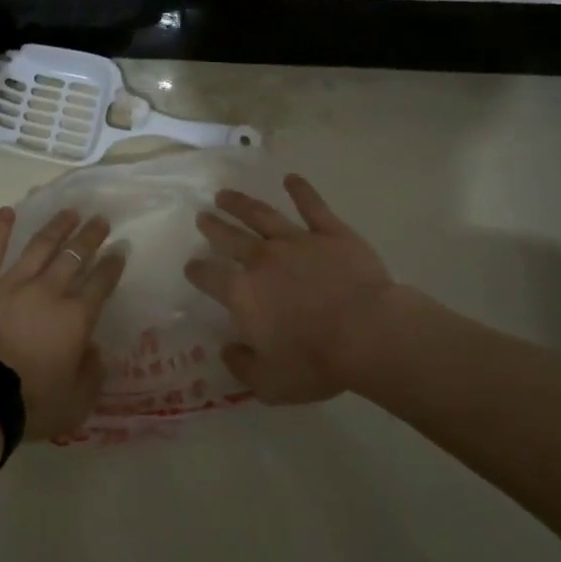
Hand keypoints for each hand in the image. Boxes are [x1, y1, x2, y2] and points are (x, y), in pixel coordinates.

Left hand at [0, 207, 126, 440]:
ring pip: (38, 247)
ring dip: (56, 227)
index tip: (120, 248)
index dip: (112, 265)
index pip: (100, 284)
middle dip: (89, 236)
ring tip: (69, 213)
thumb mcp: (77, 402)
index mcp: (74, 318)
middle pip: (73, 257)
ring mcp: (10, 284)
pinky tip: (6, 212)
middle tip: (100, 219)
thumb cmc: (30, 404)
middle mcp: (47, 291)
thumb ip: (92, 374)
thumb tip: (95, 349)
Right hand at [186, 174, 396, 403]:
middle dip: (213, 226)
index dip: (197, 271)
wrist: (368, 333)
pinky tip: (291, 178)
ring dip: (241, 203)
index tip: (191, 267)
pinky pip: (312, 206)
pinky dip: (300, 190)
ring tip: (225, 194)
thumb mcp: (270, 383)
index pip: (210, 276)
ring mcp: (297, 240)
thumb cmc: (316, 361)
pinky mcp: (330, 232)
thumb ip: (242, 366)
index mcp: (243, 293)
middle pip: (230, 237)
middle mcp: (262, 259)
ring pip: (261, 215)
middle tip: (203, 216)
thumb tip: (228, 349)